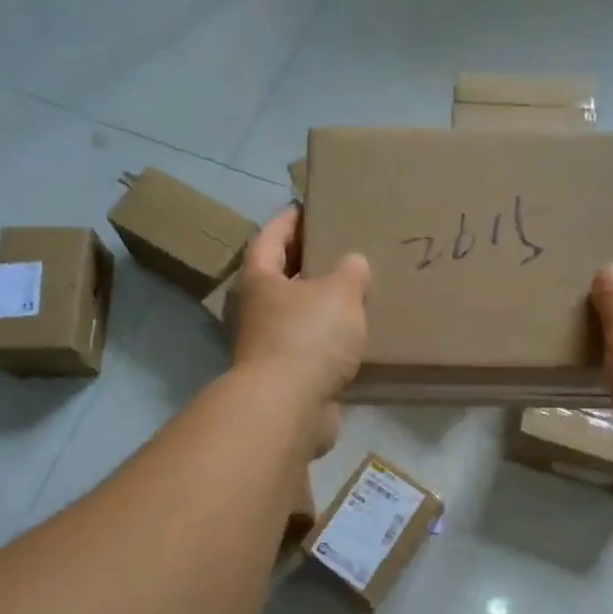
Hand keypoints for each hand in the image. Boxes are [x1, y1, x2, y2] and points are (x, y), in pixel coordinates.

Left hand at [233, 206, 368, 455]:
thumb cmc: (308, 336)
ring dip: (320, 303)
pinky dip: (329, 338)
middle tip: (341, 245)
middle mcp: (256, 309)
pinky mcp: (286, 376)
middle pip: (281, 275)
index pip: (270, 236)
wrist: (289, 407)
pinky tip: (355, 334)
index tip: (308, 206)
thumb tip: (353, 263)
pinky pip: (311, 346)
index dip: (289, 219)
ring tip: (355, 290)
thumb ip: (350, 272)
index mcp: (260, 278)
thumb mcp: (339, 292)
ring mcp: (268, 345)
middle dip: (308, 261)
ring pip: (297, 313)